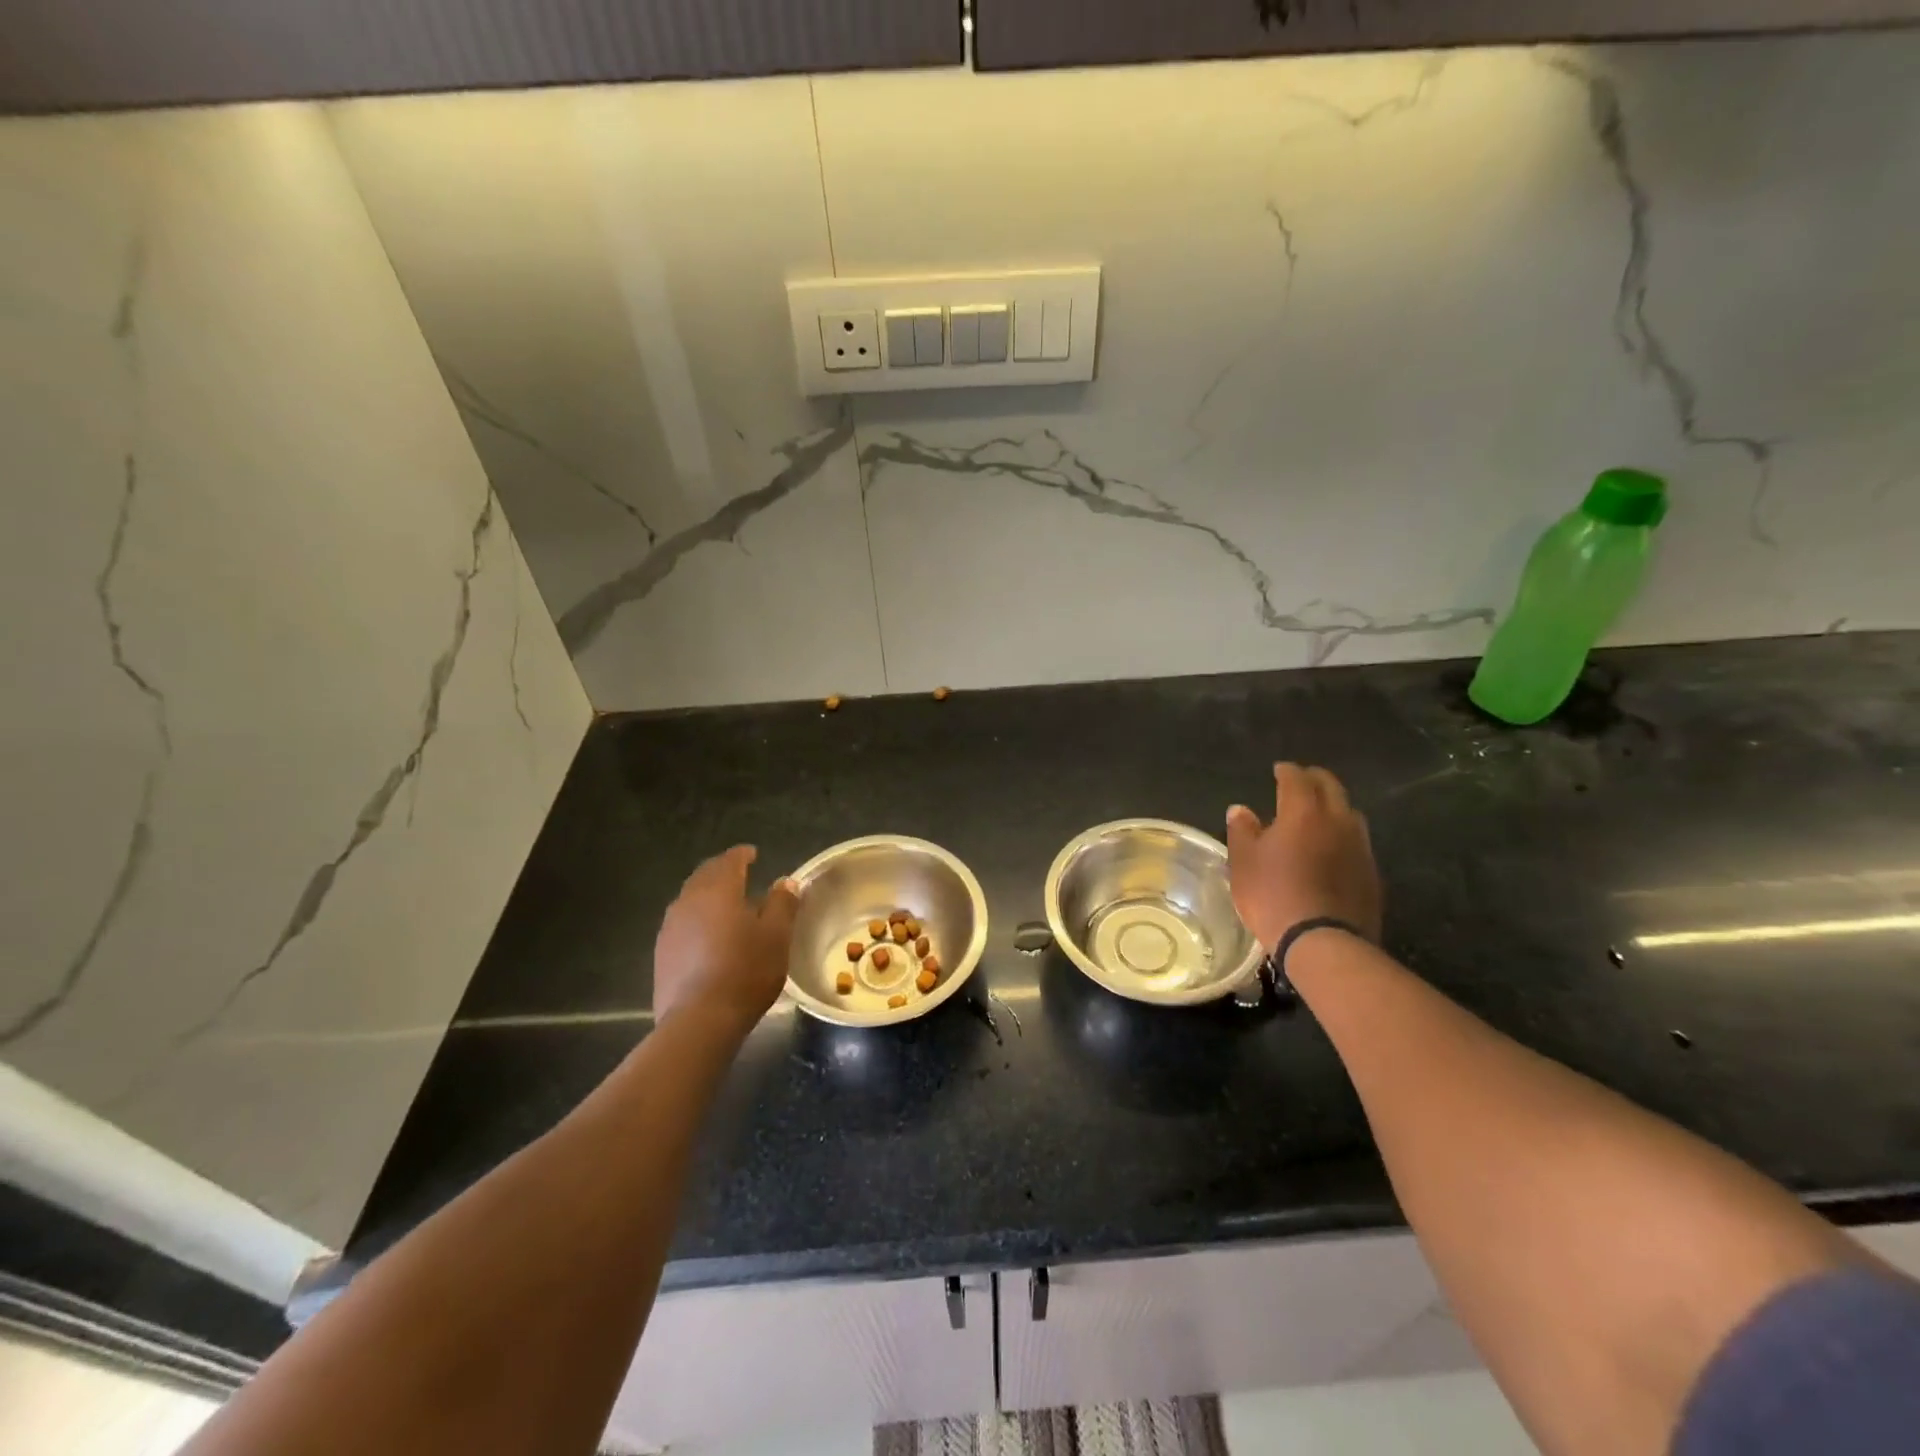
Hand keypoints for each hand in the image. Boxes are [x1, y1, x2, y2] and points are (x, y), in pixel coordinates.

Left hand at [653, 846, 799, 1039]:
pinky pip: (681, 924)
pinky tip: (707, 936)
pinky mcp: (662, 954)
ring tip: (725, 905)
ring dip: (707, 895)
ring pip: (689, 899)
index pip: (729, 861)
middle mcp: (688, 901)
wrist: (699, 1020)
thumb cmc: (746, 971)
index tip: (752, 854)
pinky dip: (696, 920)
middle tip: (739, 874)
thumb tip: (786, 882)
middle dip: (721, 871)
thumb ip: (781, 904)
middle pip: (704, 876)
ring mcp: (670, 928)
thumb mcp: (776, 935)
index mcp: (718, 890)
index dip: (742, 855)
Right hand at [1226, 763, 1381, 951]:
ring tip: (1318, 813)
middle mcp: (1337, 821)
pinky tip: (1332, 848)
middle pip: (1331, 788)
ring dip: (1333, 806)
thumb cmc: (1273, 896)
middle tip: (1301, 781)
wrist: (1324, 942)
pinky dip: (1343, 834)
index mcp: (1303, 812)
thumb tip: (1241, 810)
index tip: (1278, 770)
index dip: (1287, 771)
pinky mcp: (1372, 873)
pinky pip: (1357, 841)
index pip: (1297, 779)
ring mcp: (1360, 847)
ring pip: (1349, 813)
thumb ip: (1242, 831)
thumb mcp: (1243, 863)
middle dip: (1315, 779)